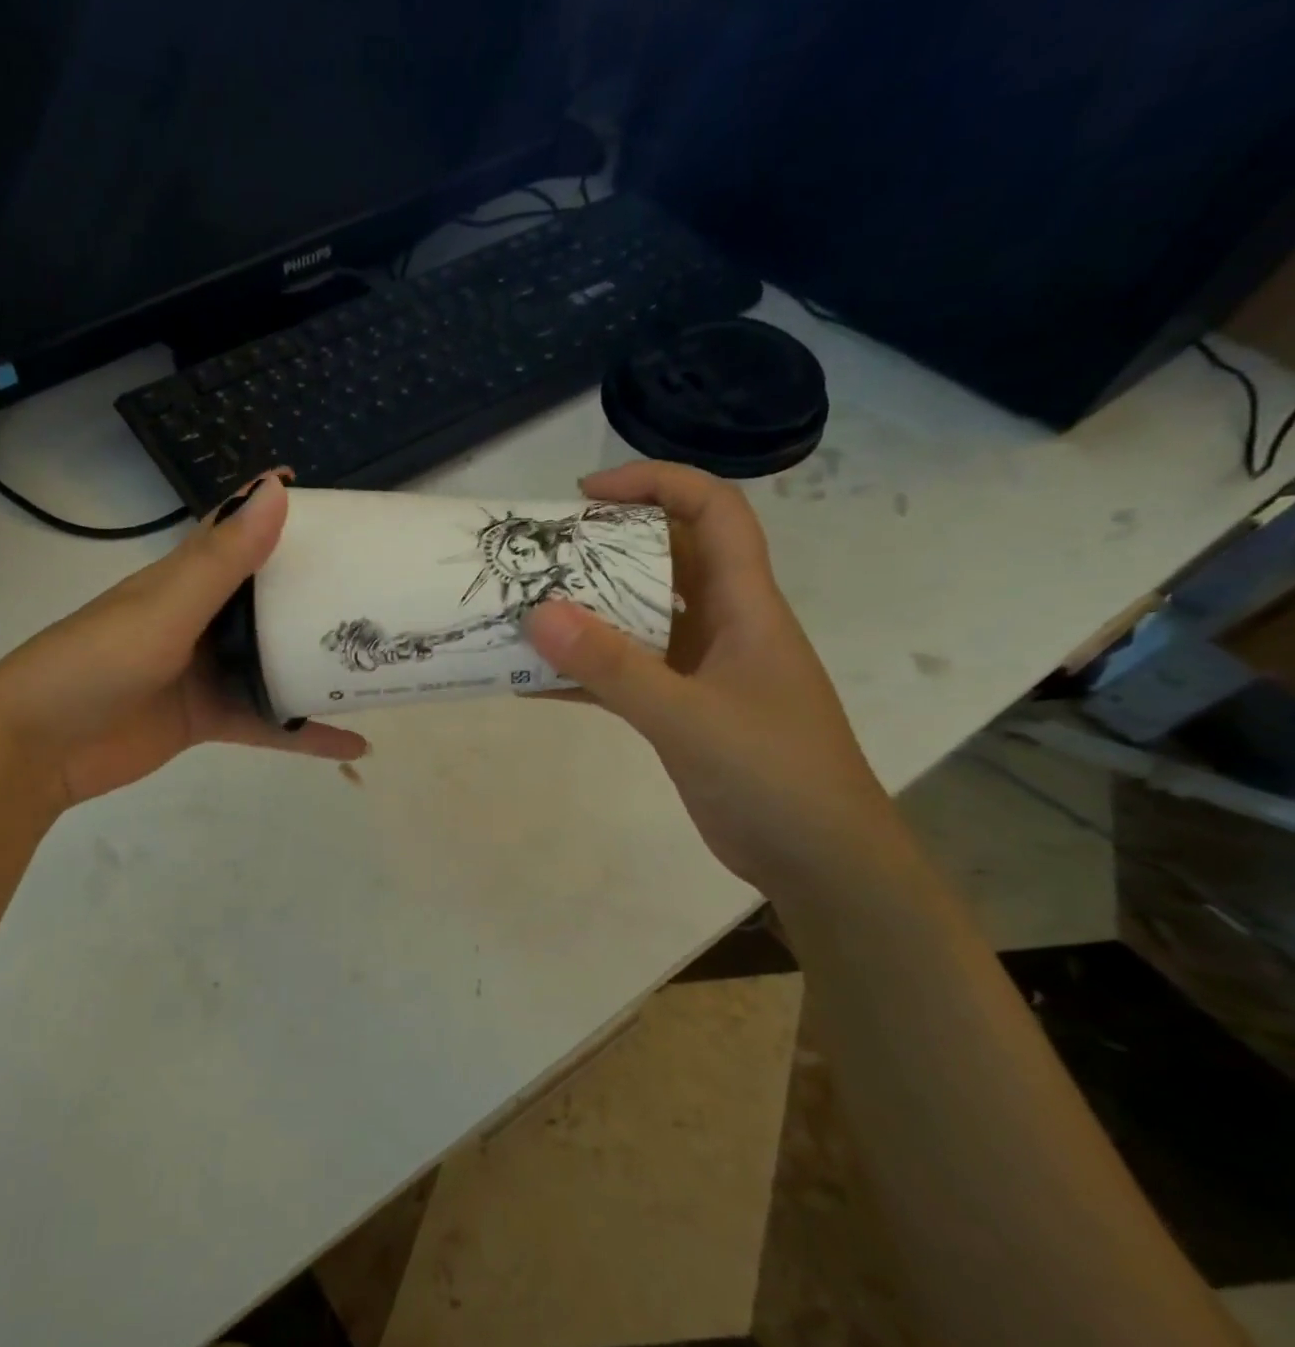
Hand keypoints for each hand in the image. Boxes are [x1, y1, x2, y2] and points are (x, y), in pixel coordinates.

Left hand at [0, 474, 366, 809]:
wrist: (36, 749)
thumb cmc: (95, 664)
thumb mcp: (164, 609)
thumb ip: (222, 559)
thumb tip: (276, 490)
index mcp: (185, 579)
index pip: (239, 532)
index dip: (282, 513)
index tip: (342, 508)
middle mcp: (200, 618)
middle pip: (269, 598)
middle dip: (318, 591)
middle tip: (382, 587)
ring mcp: (205, 670)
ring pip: (274, 660)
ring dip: (319, 662)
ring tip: (380, 661)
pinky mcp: (207, 718)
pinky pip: (267, 721)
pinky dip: (305, 733)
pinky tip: (353, 741)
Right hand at [523, 461, 900, 892]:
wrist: (821, 862)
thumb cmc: (775, 776)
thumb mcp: (689, 718)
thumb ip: (614, 668)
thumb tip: (538, 614)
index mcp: (746, 605)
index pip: (713, 512)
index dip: (656, 484)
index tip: (587, 495)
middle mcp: (725, 625)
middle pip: (667, 559)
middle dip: (605, 547)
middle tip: (541, 555)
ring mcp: (703, 669)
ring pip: (640, 618)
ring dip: (588, 612)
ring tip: (527, 609)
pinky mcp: (683, 710)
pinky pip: (627, 674)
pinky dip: (585, 673)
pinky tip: (534, 682)